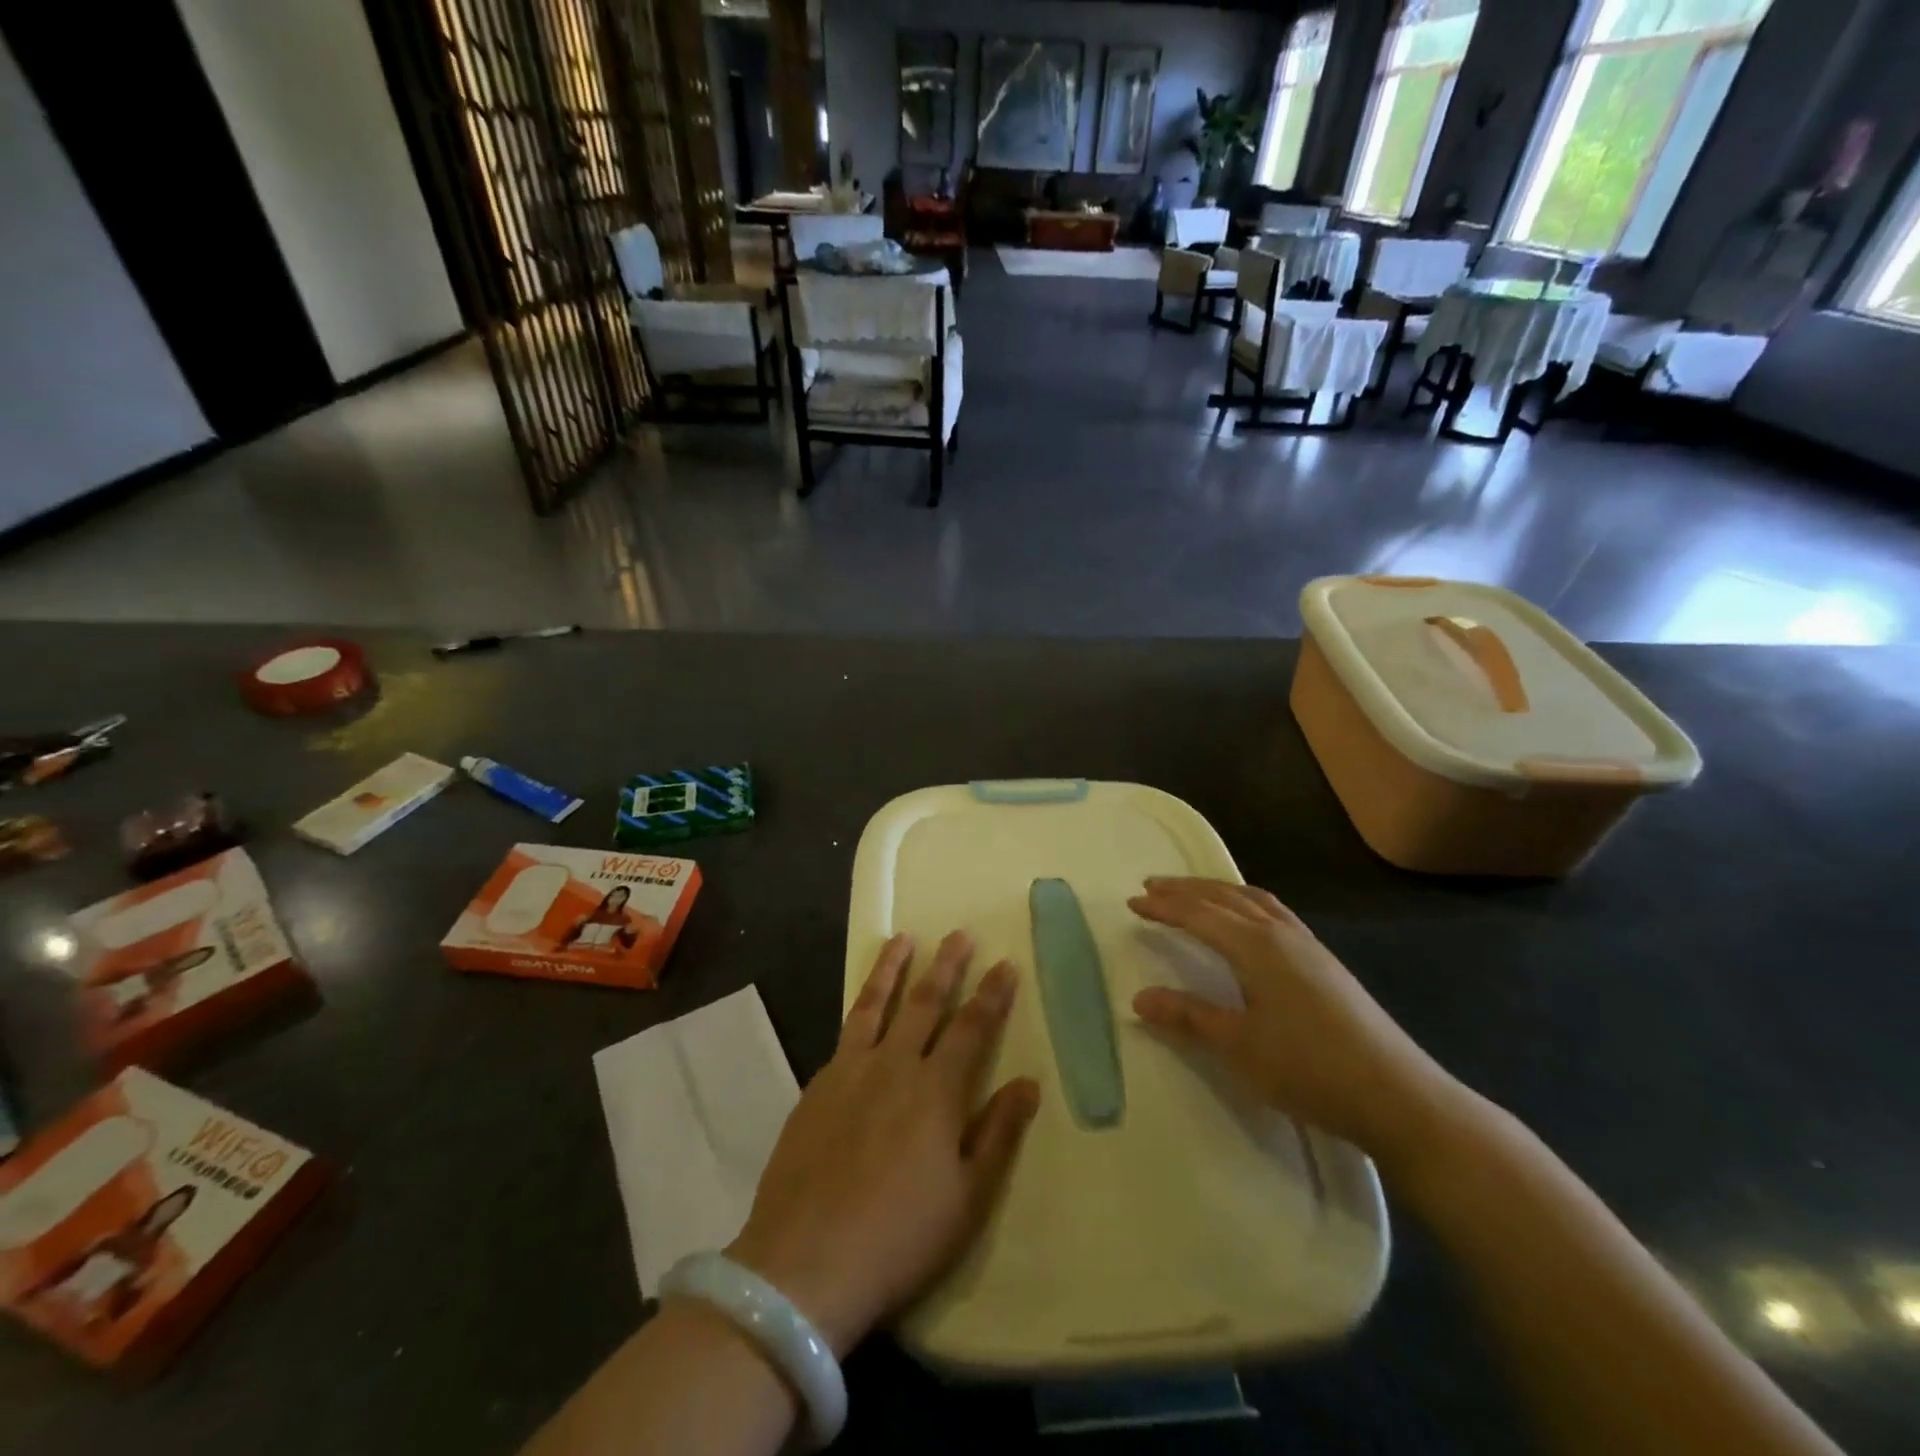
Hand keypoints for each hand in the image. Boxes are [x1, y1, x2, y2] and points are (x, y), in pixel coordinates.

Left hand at [725, 933, 1039, 1355]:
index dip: (991, 995)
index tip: (1005, 964)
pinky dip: (861, 1006)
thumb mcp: (968, 1198)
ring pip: (877, 1003)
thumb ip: (998, 1133)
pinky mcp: (818, 1084)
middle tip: (959, 934)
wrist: (806, 1263)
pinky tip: (865, 1003)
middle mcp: (895, 1066)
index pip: (972, 1028)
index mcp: (937, 1091)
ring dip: (893, 967)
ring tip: (903, 938)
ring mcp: (851, 1071)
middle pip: (926, 1003)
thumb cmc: (900, 1237)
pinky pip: (846, 1030)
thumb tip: (1028, 1083)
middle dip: (947, 965)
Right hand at [1128, 878, 1454, 1160]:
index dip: (1164, 907)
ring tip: (1192, 894)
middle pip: (1225, 897)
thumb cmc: (1309, 1068)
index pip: (1199, 915)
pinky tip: (1247, 923)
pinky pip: (1274, 913)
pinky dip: (1246, 904)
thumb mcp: (1238, 1046)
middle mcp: (1281, 933)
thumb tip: (1138, 997)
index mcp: (1256, 946)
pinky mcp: (1324, 962)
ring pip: (1253, 901)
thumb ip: (1188, 1016)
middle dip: (1186, 890)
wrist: (1397, 1095)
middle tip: (1152, 886)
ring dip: (1217, 892)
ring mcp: (1308, 945)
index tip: (1132, 902)